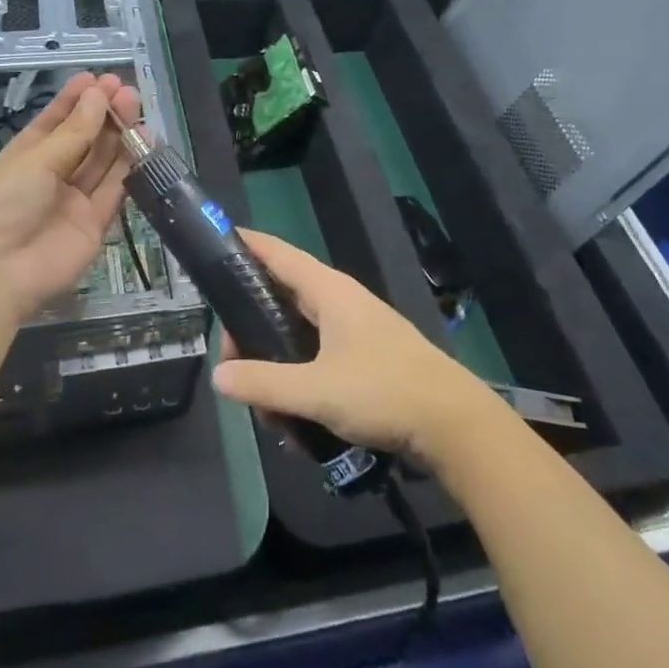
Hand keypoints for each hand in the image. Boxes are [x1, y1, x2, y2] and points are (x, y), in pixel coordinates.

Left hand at [0, 72, 140, 321]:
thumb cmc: (4, 201)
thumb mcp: (37, 160)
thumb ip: (75, 131)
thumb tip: (98, 94)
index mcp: (28, 155)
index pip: (56, 122)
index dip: (76, 100)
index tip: (98, 78)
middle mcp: (53, 175)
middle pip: (84, 140)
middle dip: (103, 114)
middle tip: (125, 90)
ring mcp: (74, 200)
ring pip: (102, 162)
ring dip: (119, 135)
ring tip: (135, 107)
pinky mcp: (95, 224)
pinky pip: (114, 191)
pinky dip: (129, 167)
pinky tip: (142, 142)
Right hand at [211, 230, 494, 467]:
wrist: (455, 424)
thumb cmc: (385, 391)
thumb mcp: (317, 390)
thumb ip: (265, 383)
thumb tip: (219, 376)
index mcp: (329, 291)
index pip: (277, 253)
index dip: (245, 245)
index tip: (213, 242)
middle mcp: (340, 301)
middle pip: (280, 300)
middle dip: (251, 334)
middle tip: (235, 369)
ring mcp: (354, 330)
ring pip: (297, 337)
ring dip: (278, 371)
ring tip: (271, 414)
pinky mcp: (365, 358)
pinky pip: (317, 360)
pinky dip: (301, 384)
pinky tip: (298, 425)